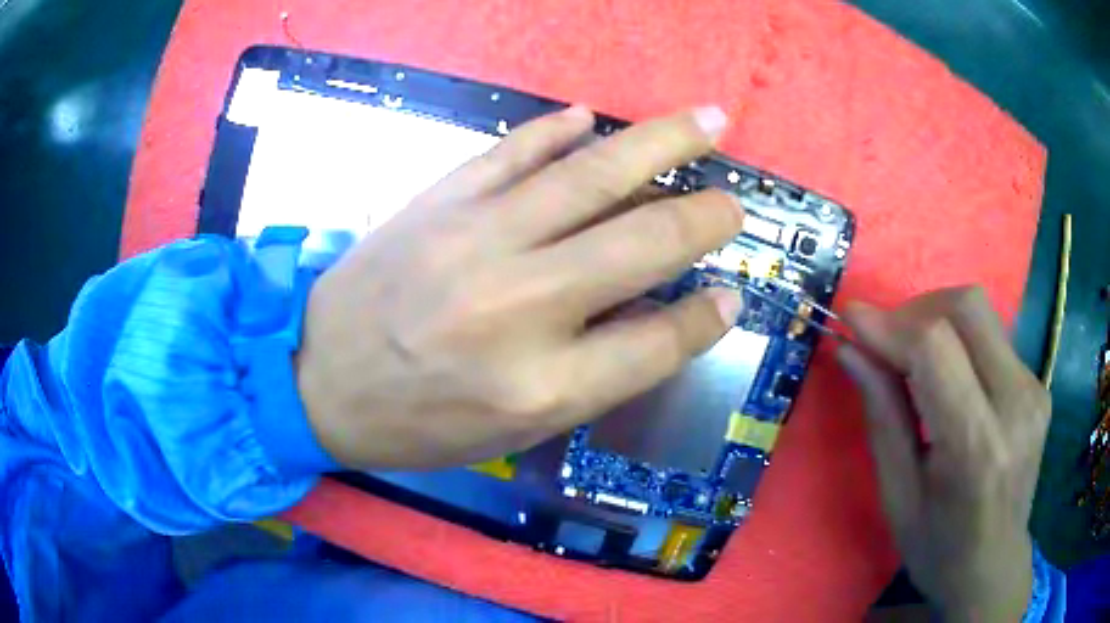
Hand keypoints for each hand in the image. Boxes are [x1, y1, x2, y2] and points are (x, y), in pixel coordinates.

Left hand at [296, 105, 745, 469]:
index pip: (657, 342)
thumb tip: (667, 317)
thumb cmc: (416, 421)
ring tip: (707, 121)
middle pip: (643, 245)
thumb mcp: (511, 430)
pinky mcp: (440, 201)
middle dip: (704, 217)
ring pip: (592, 175)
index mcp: (541, 388)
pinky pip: (513, 150)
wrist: (317, 378)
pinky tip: (589, 117)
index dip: (705, 318)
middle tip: (734, 201)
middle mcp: (520, 308)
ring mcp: (477, 240)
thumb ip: (594, 375)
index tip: (730, 295)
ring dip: (660, 142)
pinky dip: (557, 129)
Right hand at [838, 287, 1050, 621]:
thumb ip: (881, 415)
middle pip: (966, 307)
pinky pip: (994, 336)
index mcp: (976, 446)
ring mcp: (1034, 389)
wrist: (993, 567)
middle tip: (886, 342)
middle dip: (916, 310)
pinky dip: (960, 339)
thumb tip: (850, 349)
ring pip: (981, 312)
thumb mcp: (897, 496)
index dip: (889, 323)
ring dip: (937, 320)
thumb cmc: (937, 548)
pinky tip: (948, 377)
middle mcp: (1015, 404)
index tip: (850, 317)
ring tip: (912, 358)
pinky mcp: (1038, 384)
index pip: (935, 347)